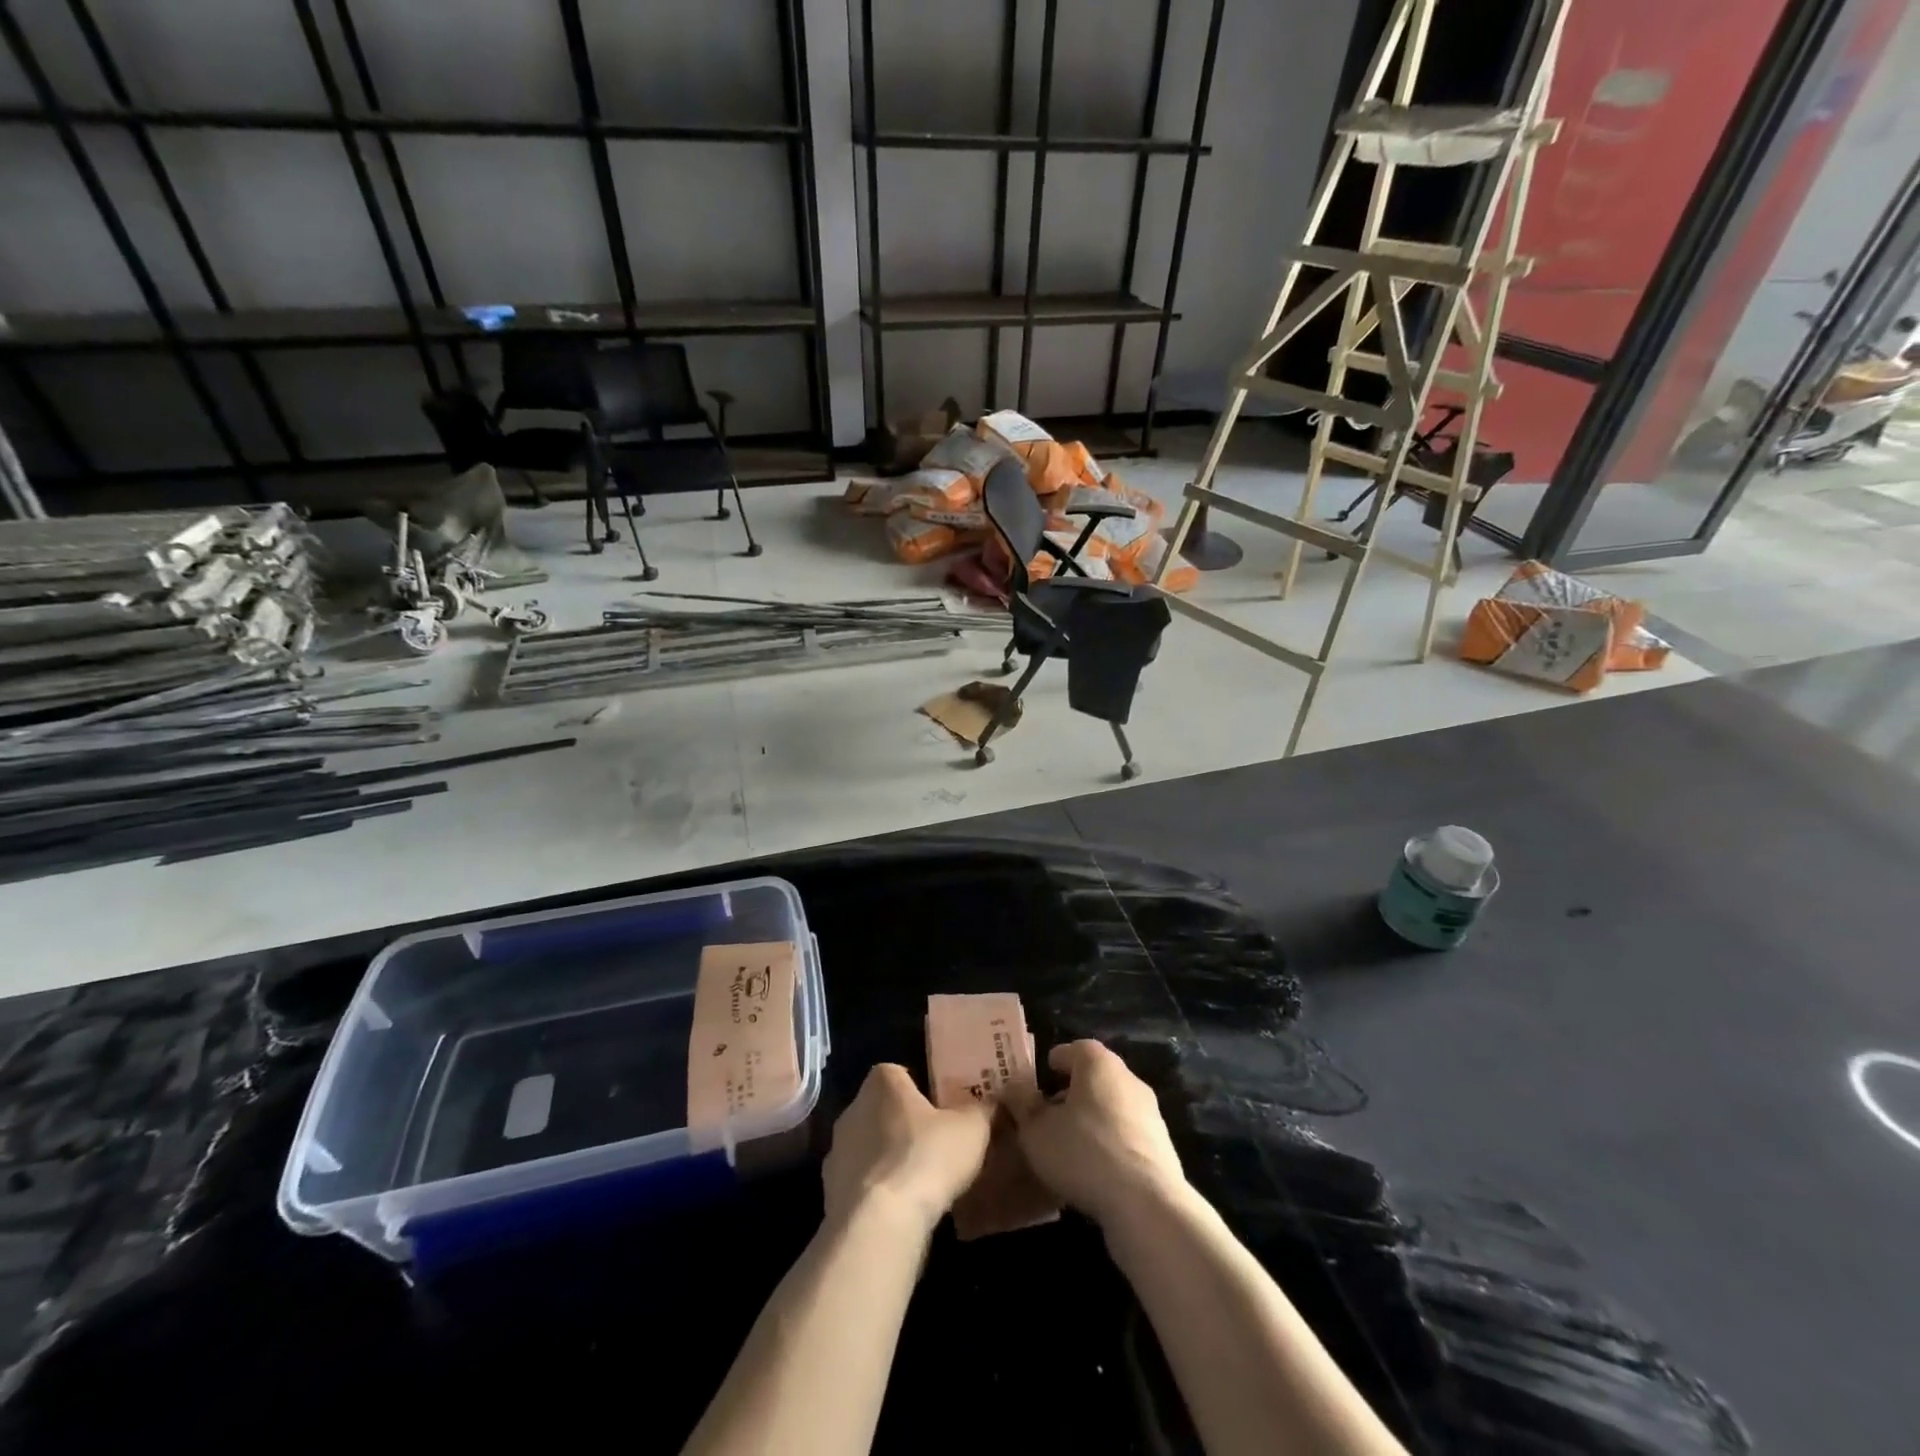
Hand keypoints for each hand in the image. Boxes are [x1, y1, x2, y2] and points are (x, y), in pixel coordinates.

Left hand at [822, 1064, 991, 1234]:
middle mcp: (853, 1108)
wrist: (879, 1222)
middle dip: (903, 1125)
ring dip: (887, 1160)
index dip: (920, 1090)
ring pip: (868, 1147)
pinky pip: (859, 1183)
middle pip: (882, 1110)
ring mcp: (836, 1150)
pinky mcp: (829, 1190)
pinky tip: (898, 1210)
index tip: (941, 1109)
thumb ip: (982, 1109)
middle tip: (934, 1145)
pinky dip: (875, 1192)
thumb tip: (992, 1102)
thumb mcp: (971, 1128)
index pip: (898, 1074)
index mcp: (882, 1083)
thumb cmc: (927, 1157)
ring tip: (919, 1183)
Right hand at [1007, 1039, 1185, 1226]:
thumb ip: (1022, 1103)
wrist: (1146, 1203)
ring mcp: (1149, 1112)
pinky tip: (1095, 1170)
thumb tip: (1014, 1085)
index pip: (1073, 1049)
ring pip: (1112, 1106)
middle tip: (1048, 1115)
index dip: (1053, 1063)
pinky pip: (1126, 1135)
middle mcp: (1128, 1078)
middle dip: (1071, 1093)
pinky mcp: (1161, 1145)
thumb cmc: (1083, 1152)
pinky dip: (1110, 1143)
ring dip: (1092, 1120)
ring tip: (1068, 1147)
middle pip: (1094, 1077)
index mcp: (1098, 1063)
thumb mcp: (1036, 1130)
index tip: (1039, 1081)